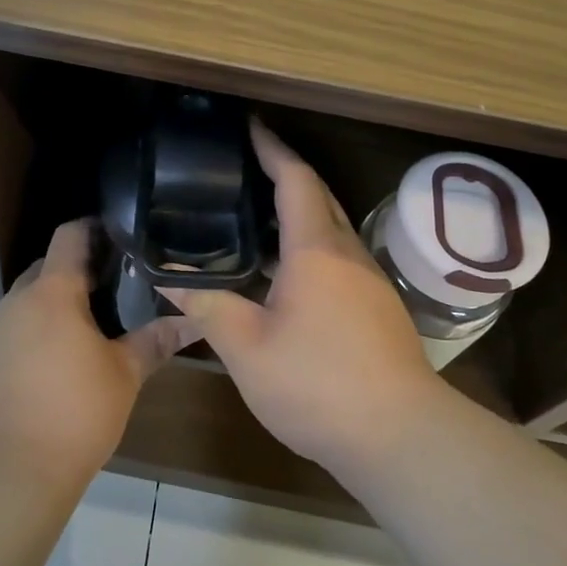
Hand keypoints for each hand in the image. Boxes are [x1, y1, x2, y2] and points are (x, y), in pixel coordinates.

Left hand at [0, 219, 198, 492]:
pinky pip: (5, 337)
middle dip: (74, 275)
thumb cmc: (74, 415)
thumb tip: (193, 321)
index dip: (93, 229)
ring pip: (23, 305)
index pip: (69, 235)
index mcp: (52, 293)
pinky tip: (46, 375)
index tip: (118, 239)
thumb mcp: (124, 376)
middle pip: (45, 269)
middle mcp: (14, 302)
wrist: (5, 477)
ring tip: (81, 336)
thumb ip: (156, 341)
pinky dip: (27, 341)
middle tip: (109, 293)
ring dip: (49, 311)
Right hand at [164, 121, 444, 475]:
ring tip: (254, 216)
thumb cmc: (318, 384)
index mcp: (316, 249)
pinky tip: (283, 272)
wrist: (401, 438)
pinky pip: (337, 256)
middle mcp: (347, 253)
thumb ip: (206, 307)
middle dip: (285, 173)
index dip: (272, 149)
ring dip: (297, 212)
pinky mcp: (377, 307)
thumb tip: (165, 278)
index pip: (295, 179)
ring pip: (330, 228)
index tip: (250, 127)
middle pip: (317, 196)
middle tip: (244, 167)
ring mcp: (368, 280)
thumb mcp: (247, 348)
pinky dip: (308, 245)